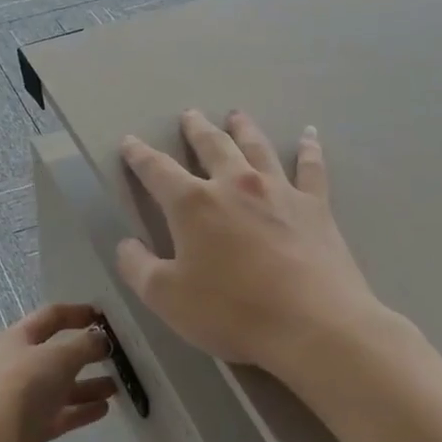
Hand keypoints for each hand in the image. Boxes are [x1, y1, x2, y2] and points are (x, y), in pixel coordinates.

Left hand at [0, 304, 116, 441]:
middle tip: (116, 354)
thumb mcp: (60, 357)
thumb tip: (101, 339)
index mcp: (18, 338)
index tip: (105, 317)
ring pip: (61, 386)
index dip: (77, 313)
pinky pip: (61, 413)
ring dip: (88, 384)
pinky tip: (104, 408)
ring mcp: (24, 397)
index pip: (51, 316)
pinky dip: (81, 409)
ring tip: (116, 386)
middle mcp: (18, 364)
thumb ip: (85, 345)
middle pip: (57, 353)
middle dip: (86, 352)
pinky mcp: (31, 426)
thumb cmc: (26, 386)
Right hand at [116, 110, 387, 373]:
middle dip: (196, 130)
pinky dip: (309, 149)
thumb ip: (138, 268)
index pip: (157, 170)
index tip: (130, 142)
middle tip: (189, 115)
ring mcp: (279, 192)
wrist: (313, 326)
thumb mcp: (166, 298)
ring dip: (243, 129)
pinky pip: (311, 168)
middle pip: (212, 146)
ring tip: (235, 115)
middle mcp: (234, 185)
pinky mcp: (315, 207)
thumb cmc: (232, 312)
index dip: (139, 155)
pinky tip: (310, 135)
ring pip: (257, 147)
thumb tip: (126, 245)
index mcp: (193, 204)